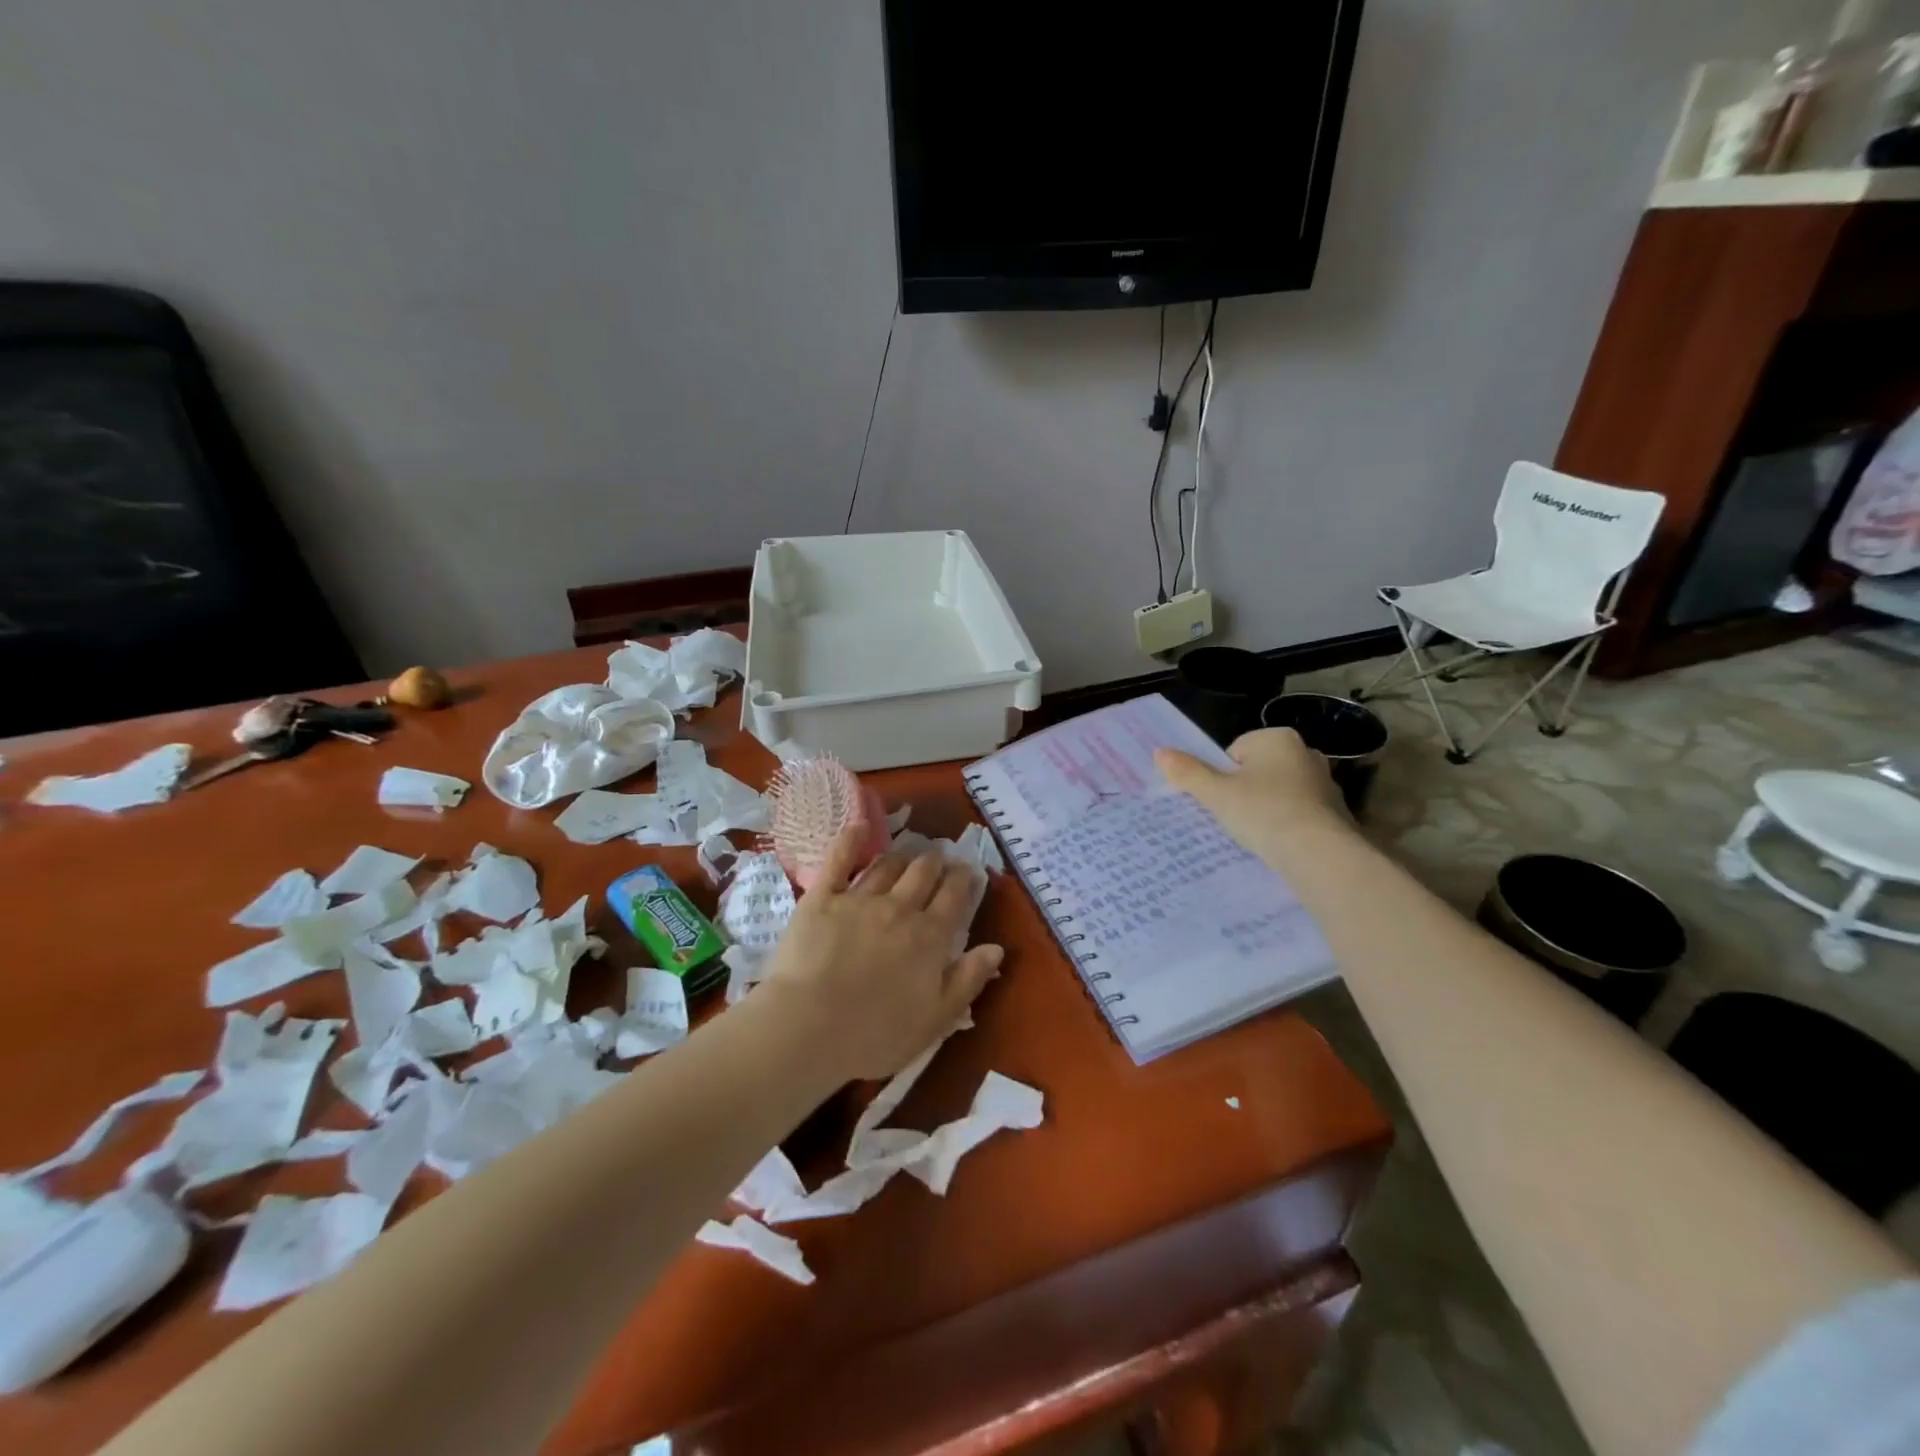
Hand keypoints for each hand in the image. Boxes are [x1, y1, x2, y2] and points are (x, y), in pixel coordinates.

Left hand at [758, 827, 1003, 1082]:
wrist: (808, 1027)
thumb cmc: (875, 1034)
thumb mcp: (935, 1018)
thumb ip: (968, 980)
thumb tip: (997, 948)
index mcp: (929, 937)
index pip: (954, 897)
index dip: (964, 880)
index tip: (969, 871)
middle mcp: (899, 909)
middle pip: (924, 873)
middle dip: (937, 861)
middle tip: (940, 858)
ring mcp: (859, 899)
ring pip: (888, 865)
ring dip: (903, 855)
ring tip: (909, 851)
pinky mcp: (822, 898)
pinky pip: (839, 860)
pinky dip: (852, 840)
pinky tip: (860, 827)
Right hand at [1154, 728, 1352, 859]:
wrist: (1317, 854)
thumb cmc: (1263, 812)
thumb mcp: (1216, 794)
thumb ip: (1188, 772)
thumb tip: (1160, 752)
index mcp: (1277, 738)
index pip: (1235, 751)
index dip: (1223, 777)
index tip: (1223, 800)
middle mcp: (1306, 753)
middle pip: (1258, 771)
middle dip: (1245, 791)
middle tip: (1234, 817)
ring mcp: (1326, 783)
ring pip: (1280, 793)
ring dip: (1267, 809)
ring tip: (1256, 834)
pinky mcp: (1337, 813)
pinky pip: (1300, 814)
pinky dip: (1288, 826)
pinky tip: (1279, 845)